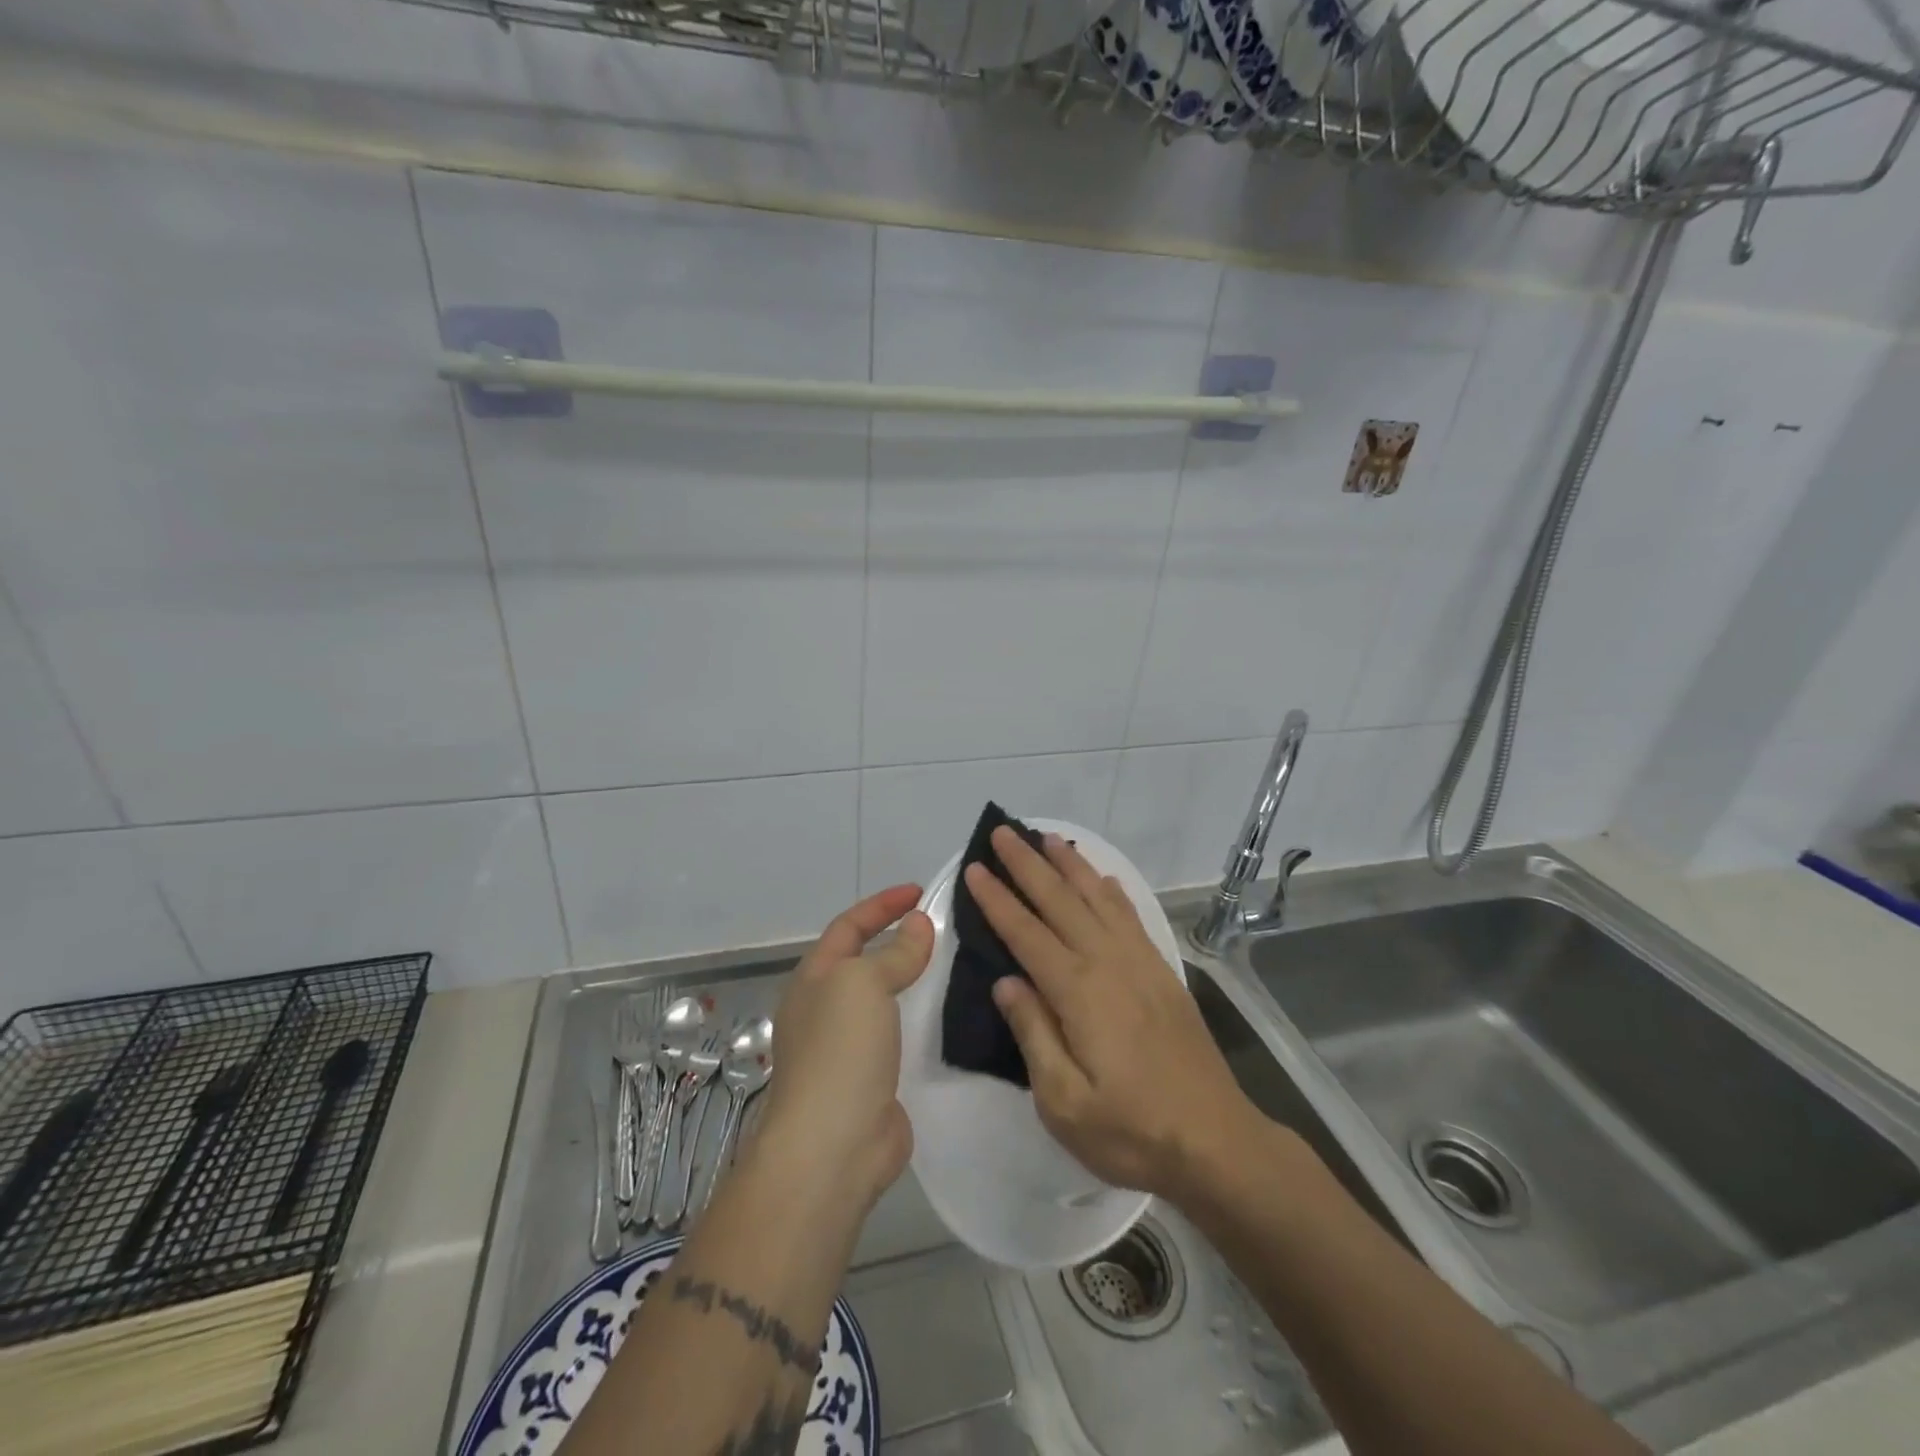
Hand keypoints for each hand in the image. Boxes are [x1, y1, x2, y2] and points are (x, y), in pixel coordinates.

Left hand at [755, 885, 932, 1215]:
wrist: (832, 1147)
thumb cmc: (840, 1051)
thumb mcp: (864, 984)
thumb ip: (894, 953)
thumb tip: (918, 925)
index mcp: (814, 978)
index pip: (849, 926)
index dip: (882, 905)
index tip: (919, 891)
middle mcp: (824, 1008)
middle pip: (863, 961)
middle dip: (897, 939)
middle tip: (940, 927)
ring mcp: (846, 1048)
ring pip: (882, 999)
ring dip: (910, 980)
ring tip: (951, 966)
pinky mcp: (870, 1081)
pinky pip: (898, 1036)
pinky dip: (918, 1020)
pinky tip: (946, 1018)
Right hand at [963, 828, 1255, 1204]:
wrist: (1216, 1142)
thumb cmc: (1131, 1131)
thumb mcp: (1064, 1102)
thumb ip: (1033, 1034)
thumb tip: (1006, 981)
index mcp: (1078, 992)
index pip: (1026, 933)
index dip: (997, 899)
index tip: (975, 868)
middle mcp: (1108, 963)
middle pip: (1060, 901)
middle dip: (1027, 865)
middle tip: (1003, 832)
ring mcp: (1140, 964)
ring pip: (1097, 899)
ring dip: (1069, 866)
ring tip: (1047, 838)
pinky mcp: (1162, 973)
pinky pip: (1131, 916)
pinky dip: (1111, 891)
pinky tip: (1102, 879)